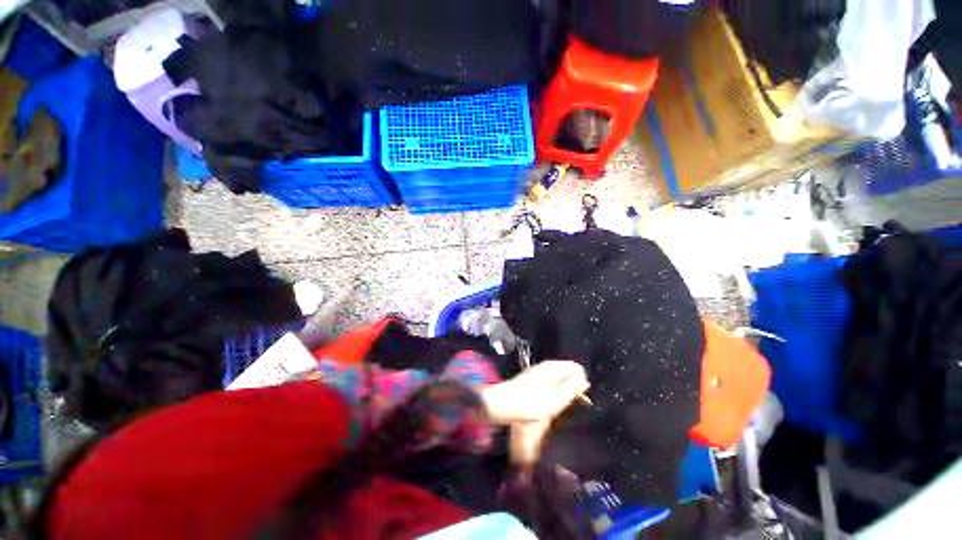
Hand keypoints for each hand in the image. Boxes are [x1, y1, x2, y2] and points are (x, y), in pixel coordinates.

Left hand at [481, 360, 588, 424]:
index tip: (580, 397)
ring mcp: (537, 369)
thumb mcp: (558, 398)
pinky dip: (553, 388)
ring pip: (557, 375)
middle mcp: (546, 365)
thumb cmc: (533, 403)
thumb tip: (584, 378)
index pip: (576, 367)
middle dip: (572, 384)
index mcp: (554, 367)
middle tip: (570, 401)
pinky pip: (548, 379)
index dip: (581, 381)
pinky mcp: (530, 377)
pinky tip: (548, 400)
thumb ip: (573, 387)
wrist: (504, 403)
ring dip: (562, 387)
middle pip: (566, 370)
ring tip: (560, 403)